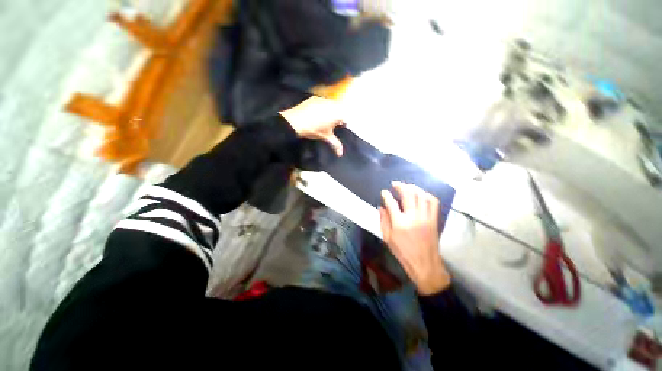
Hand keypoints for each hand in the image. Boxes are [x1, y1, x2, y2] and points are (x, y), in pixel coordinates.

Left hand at [279, 96, 344, 155]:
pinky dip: (322, 107)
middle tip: (330, 124)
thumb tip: (340, 153)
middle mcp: (332, 104)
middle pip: (339, 110)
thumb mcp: (326, 137)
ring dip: (330, 111)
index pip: (346, 118)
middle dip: (337, 117)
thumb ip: (336, 144)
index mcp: (337, 113)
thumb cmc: (313, 129)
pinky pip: (323, 102)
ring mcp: (323, 99)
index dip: (343, 123)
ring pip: (331, 105)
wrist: (295, 121)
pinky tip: (316, 114)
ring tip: (322, 119)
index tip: (340, 127)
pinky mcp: (315, 97)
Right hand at [379, 182, 450, 294]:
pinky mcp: (434, 219)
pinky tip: (421, 195)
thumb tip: (381, 207)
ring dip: (414, 188)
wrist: (425, 264)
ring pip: (421, 195)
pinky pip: (433, 202)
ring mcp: (426, 217)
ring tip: (407, 187)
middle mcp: (413, 217)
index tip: (383, 192)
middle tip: (395, 184)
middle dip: (401, 186)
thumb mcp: (388, 238)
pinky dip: (427, 195)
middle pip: (408, 194)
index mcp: (399, 223)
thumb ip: (383, 221)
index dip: (386, 195)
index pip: (391, 203)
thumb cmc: (403, 253)